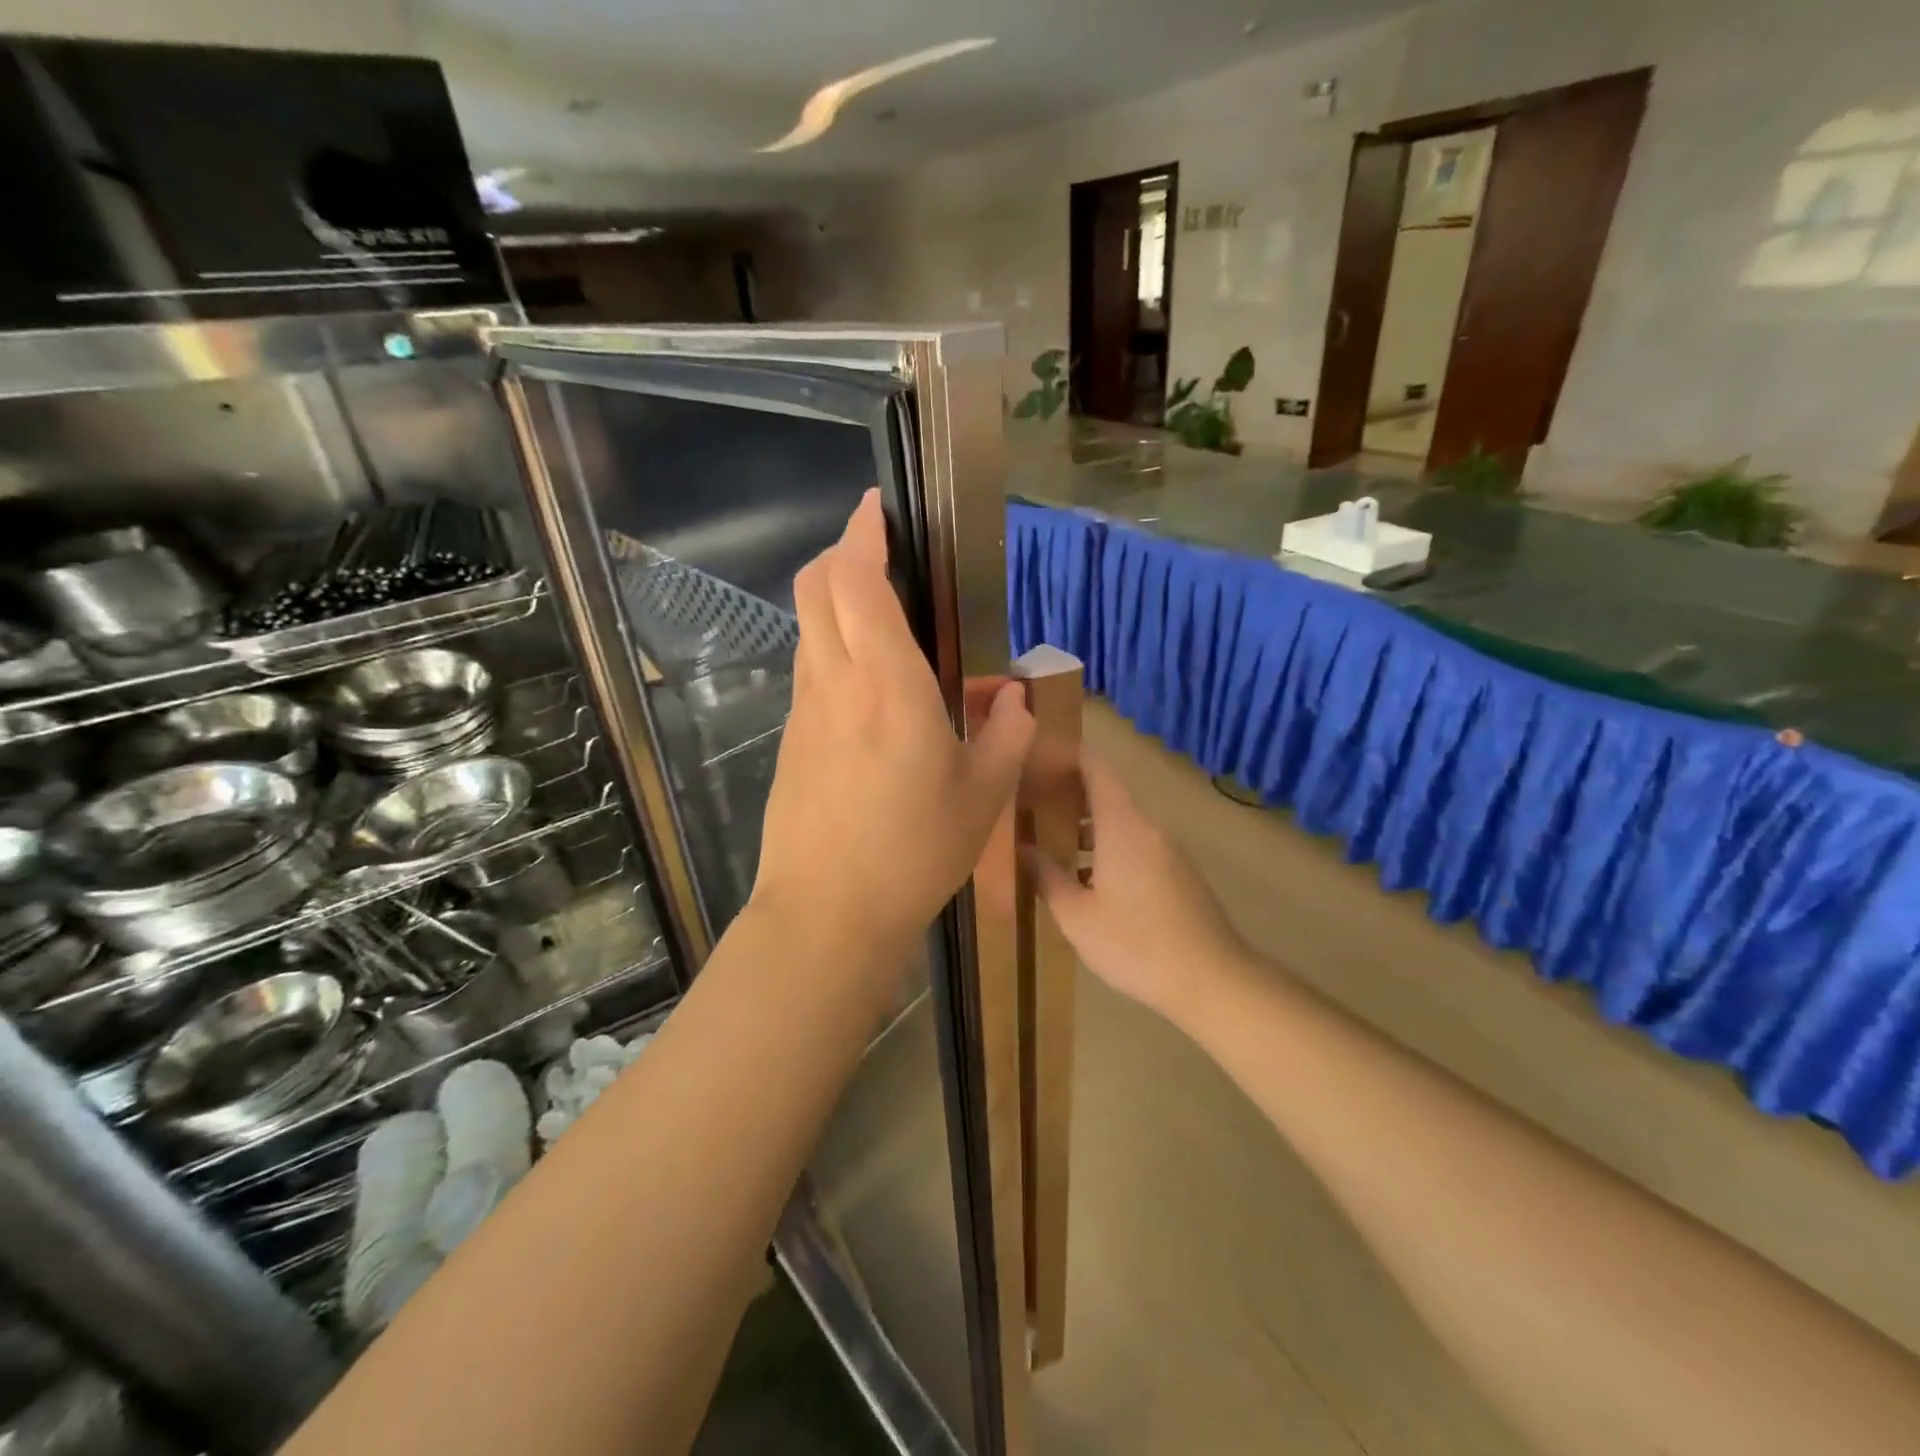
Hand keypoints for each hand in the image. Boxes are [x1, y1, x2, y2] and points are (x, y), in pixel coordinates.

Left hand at [752, 491, 1035, 960]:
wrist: (826, 914)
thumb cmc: (913, 852)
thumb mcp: (983, 797)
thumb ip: (1006, 734)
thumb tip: (1011, 696)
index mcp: (888, 685)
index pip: (857, 580)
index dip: (864, 532)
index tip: (880, 507)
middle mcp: (835, 682)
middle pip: (816, 587)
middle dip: (842, 552)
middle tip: (880, 551)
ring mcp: (804, 711)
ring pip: (809, 627)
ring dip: (835, 601)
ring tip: (882, 617)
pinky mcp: (791, 740)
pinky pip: (810, 671)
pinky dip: (832, 648)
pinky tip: (868, 686)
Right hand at [1026, 753, 1248, 1023]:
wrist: (1213, 980)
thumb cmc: (1136, 944)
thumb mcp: (1077, 917)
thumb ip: (1047, 877)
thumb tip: (1023, 849)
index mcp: (1123, 827)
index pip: (1096, 769)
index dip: (1067, 756)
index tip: (1037, 755)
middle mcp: (1148, 828)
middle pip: (1107, 794)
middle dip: (1069, 792)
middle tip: (1031, 800)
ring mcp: (1168, 851)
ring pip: (1122, 822)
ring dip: (1088, 825)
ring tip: (1051, 839)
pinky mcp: (1178, 873)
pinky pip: (1136, 844)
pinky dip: (1108, 845)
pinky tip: (1087, 877)